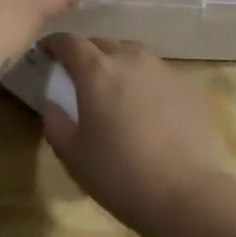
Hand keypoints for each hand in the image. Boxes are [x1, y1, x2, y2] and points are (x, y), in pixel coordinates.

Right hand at [39, 34, 227, 233]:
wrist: (188, 194)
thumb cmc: (120, 174)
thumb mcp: (73, 156)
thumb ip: (55, 123)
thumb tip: (52, 105)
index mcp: (96, 71)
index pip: (69, 42)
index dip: (54, 44)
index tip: (46, 52)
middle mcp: (130, 59)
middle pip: (103, 43)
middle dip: (86, 53)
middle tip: (79, 75)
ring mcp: (164, 71)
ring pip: (134, 54)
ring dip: (118, 63)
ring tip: (115, 88)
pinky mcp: (189, 88)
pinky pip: (159, 75)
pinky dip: (146, 82)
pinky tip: (148, 109)